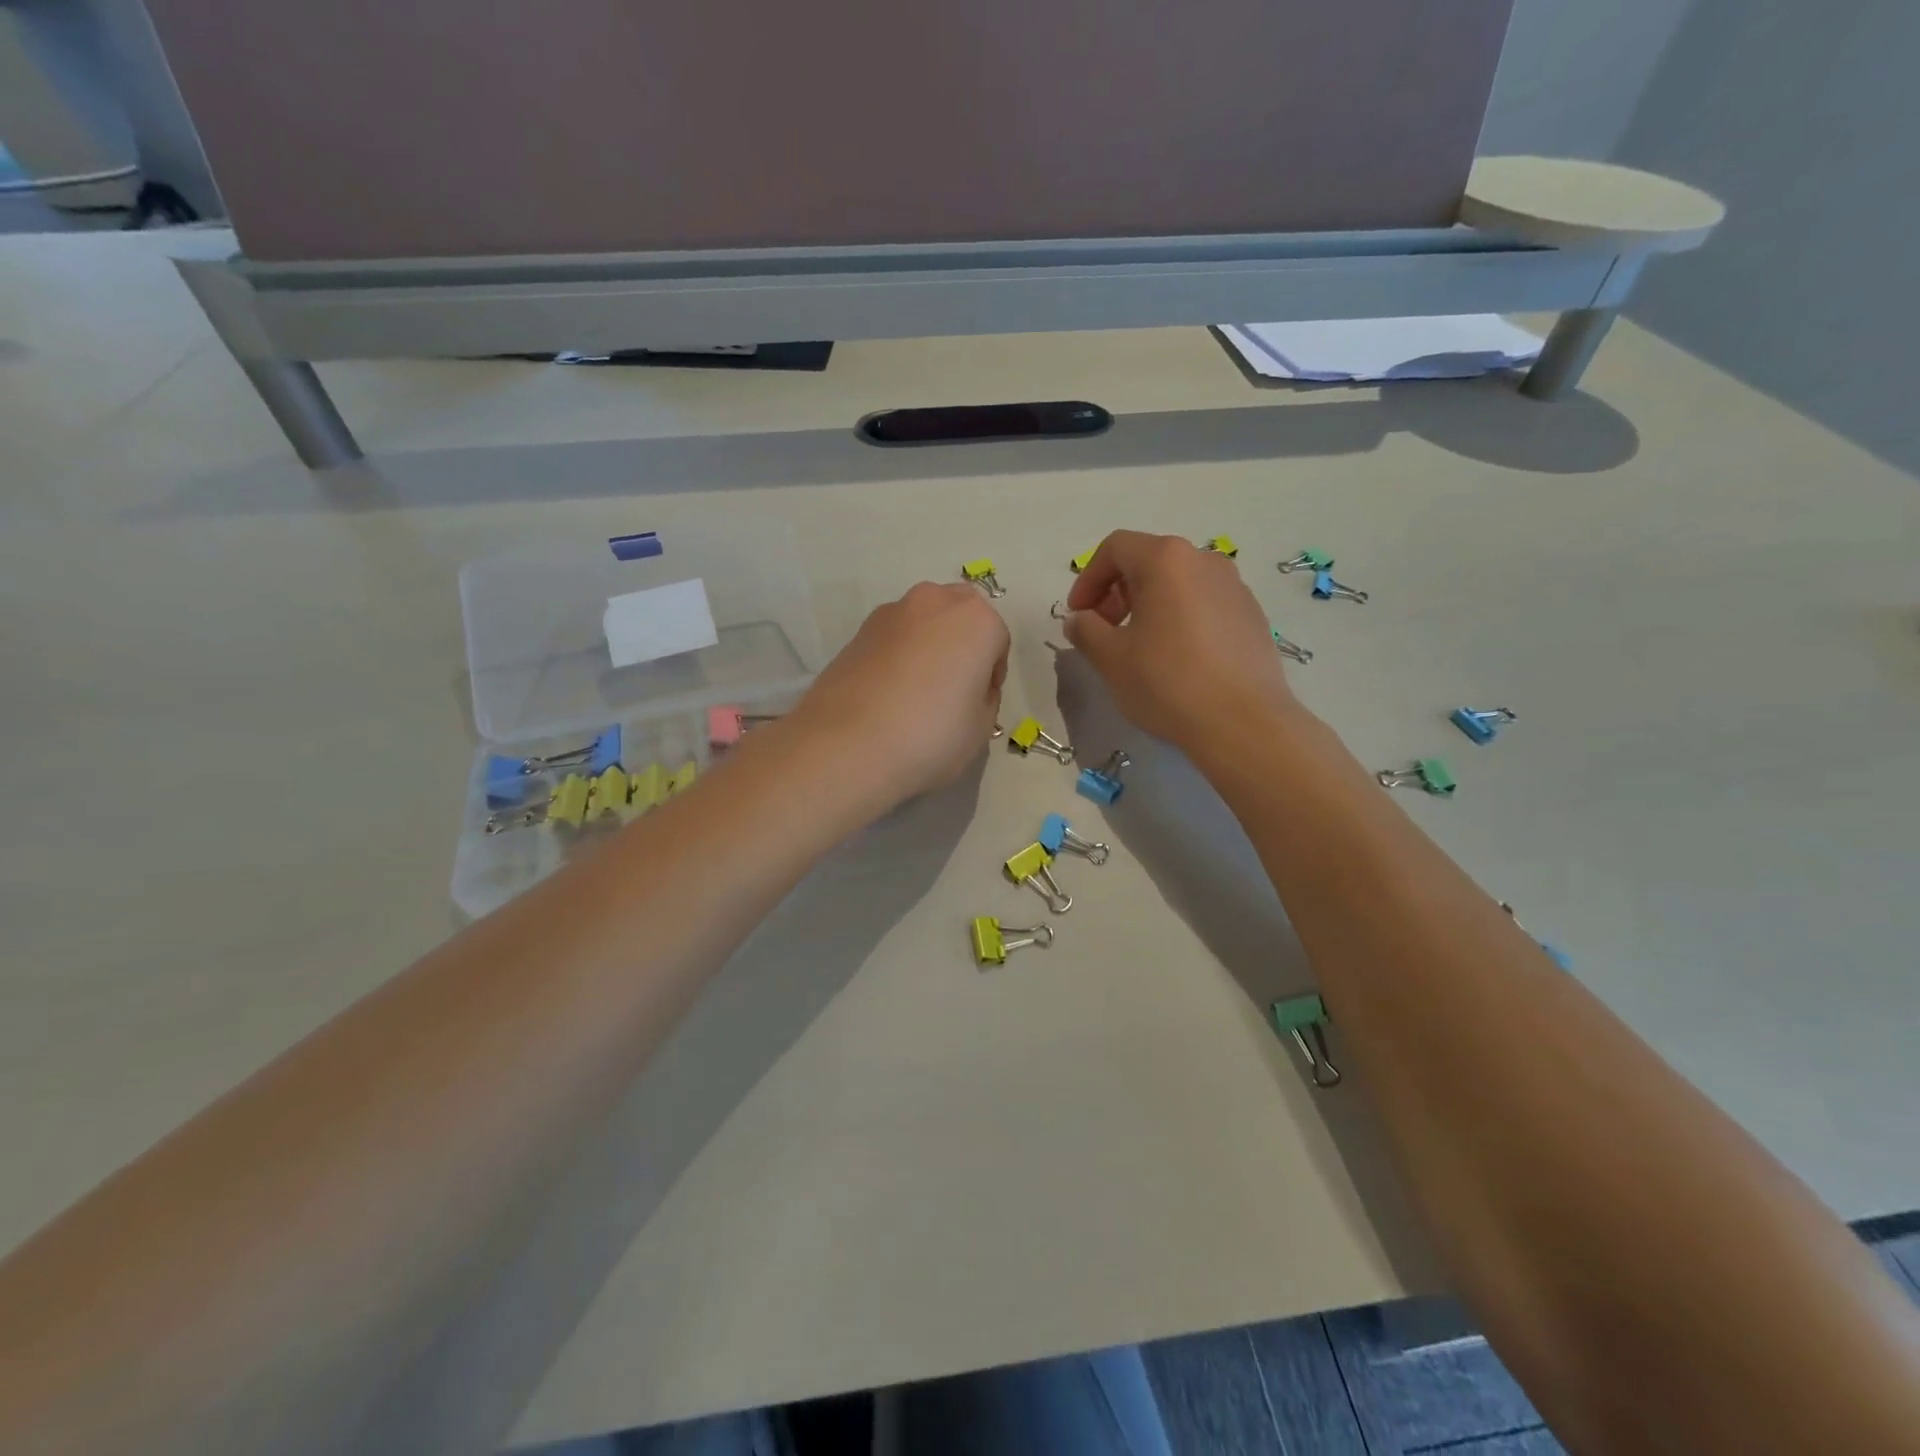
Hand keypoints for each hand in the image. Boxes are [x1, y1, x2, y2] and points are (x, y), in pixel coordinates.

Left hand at [785, 582, 1009, 811]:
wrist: (847, 746)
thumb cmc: (930, 735)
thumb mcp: (981, 728)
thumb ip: (984, 698)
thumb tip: (969, 688)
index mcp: (976, 619)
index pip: (998, 641)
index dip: (992, 675)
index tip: (980, 703)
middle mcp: (934, 602)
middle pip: (960, 617)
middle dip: (962, 646)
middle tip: (953, 691)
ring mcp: (890, 613)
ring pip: (923, 624)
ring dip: (927, 648)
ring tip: (916, 695)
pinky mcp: (857, 632)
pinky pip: (892, 640)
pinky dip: (897, 657)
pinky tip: (887, 696)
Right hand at [1063, 531, 1297, 751]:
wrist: (1244, 723)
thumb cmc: (1168, 683)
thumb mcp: (1111, 658)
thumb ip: (1086, 630)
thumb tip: (1080, 620)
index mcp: (1166, 560)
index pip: (1116, 548)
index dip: (1088, 578)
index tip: (1079, 615)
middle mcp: (1204, 561)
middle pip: (1148, 561)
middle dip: (1117, 592)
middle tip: (1104, 632)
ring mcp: (1235, 587)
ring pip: (1178, 583)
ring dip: (1149, 606)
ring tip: (1139, 647)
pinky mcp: (1252, 615)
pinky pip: (1204, 604)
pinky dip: (1180, 619)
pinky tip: (1177, 659)